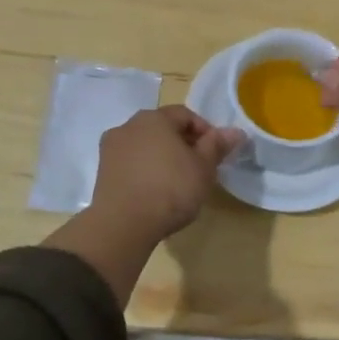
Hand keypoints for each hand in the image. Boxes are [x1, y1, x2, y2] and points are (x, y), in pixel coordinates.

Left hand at [90, 105, 243, 241]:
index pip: (186, 115)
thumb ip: (217, 145)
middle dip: (183, 143)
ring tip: (177, 181)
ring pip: (145, 145)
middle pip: (163, 128)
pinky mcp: (102, 171)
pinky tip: (155, 191)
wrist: (123, 224)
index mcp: (154, 118)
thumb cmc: (170, 189)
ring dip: (162, 156)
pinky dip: (145, 170)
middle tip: (199, 167)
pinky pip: (131, 163)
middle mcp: (129, 125)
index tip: (216, 154)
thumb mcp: (203, 168)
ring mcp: (111, 148)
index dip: (205, 131)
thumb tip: (236, 131)